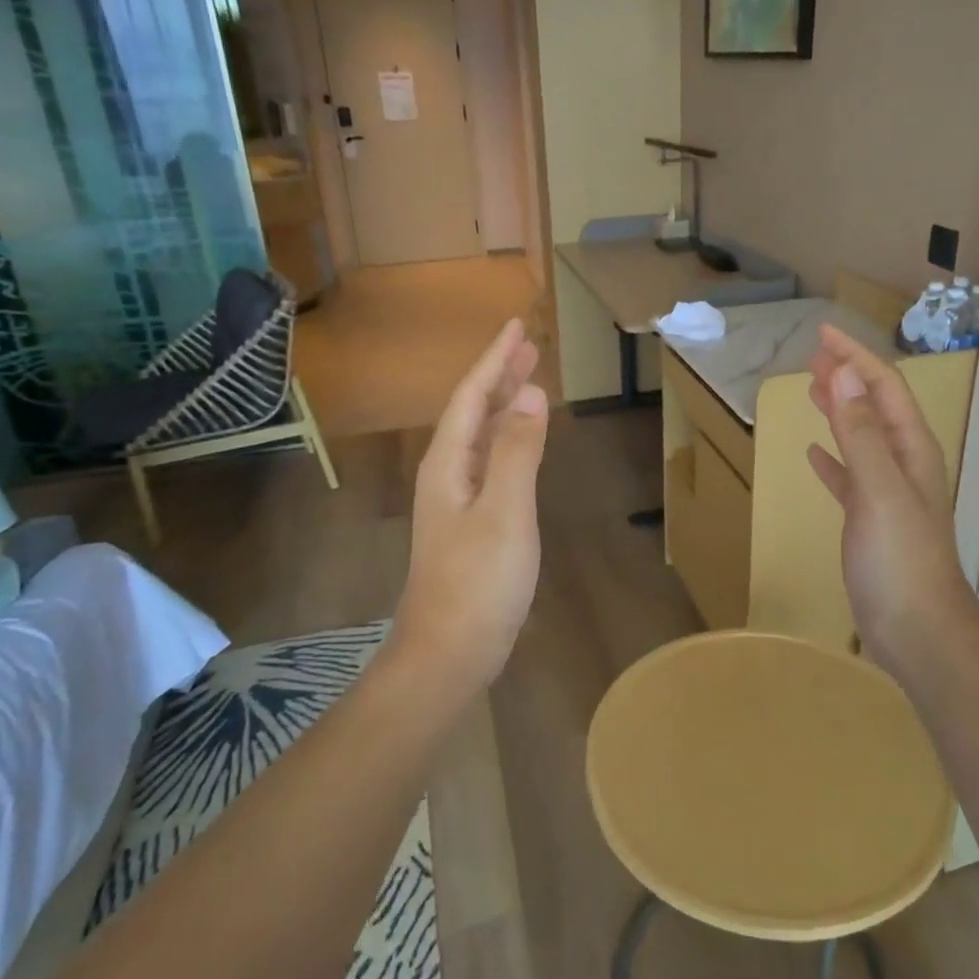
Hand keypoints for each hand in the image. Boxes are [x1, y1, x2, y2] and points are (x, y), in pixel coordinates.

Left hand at [394, 319, 548, 687]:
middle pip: (474, 412)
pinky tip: (523, 444)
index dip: (495, 360)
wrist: (449, 652)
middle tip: (529, 346)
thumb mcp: (505, 511)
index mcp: (448, 463)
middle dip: (500, 376)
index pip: (473, 396)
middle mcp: (447, 474)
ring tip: (530, 382)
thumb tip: (531, 393)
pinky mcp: (472, 524)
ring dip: (505, 406)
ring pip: (482, 437)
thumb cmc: (478, 582)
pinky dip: (510, 442)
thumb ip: (517, 451)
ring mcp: (457, 501)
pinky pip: (491, 464)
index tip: (516, 326)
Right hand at [806, 325, 978, 679]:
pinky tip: (814, 455)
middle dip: (847, 377)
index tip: (822, 335)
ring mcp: (889, 495)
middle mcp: (904, 464)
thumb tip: (845, 373)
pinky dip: (833, 459)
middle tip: (813, 356)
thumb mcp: (879, 489)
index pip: (884, 388)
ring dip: (839, 411)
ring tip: (812, 391)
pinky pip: (850, 477)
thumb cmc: (899, 559)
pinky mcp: (871, 522)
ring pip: (861, 438)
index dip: (855, 358)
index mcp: (912, 450)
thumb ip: (860, 432)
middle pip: (875, 407)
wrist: (919, 631)